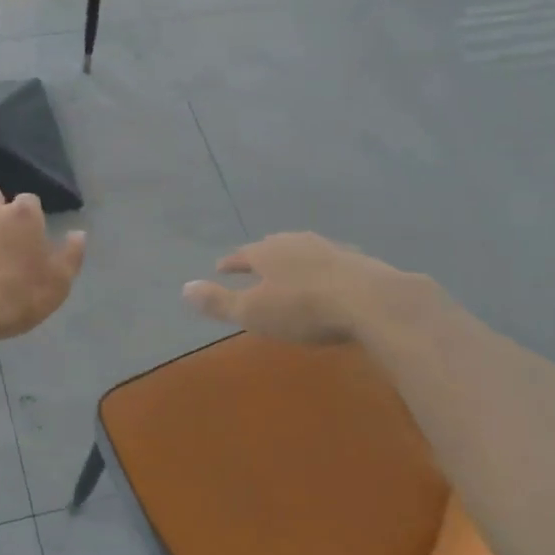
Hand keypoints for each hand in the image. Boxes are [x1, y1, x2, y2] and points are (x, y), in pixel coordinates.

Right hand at [182, 232, 432, 343]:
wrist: (371, 300)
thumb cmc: (303, 309)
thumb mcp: (253, 312)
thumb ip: (219, 302)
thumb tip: (183, 288)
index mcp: (267, 252)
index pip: (241, 255)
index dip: (230, 263)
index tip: (220, 268)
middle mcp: (296, 242)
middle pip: (272, 247)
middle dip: (261, 256)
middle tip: (253, 264)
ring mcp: (329, 248)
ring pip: (303, 250)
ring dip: (292, 260)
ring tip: (289, 269)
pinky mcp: (357, 260)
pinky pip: (330, 261)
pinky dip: (321, 269)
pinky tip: (327, 278)